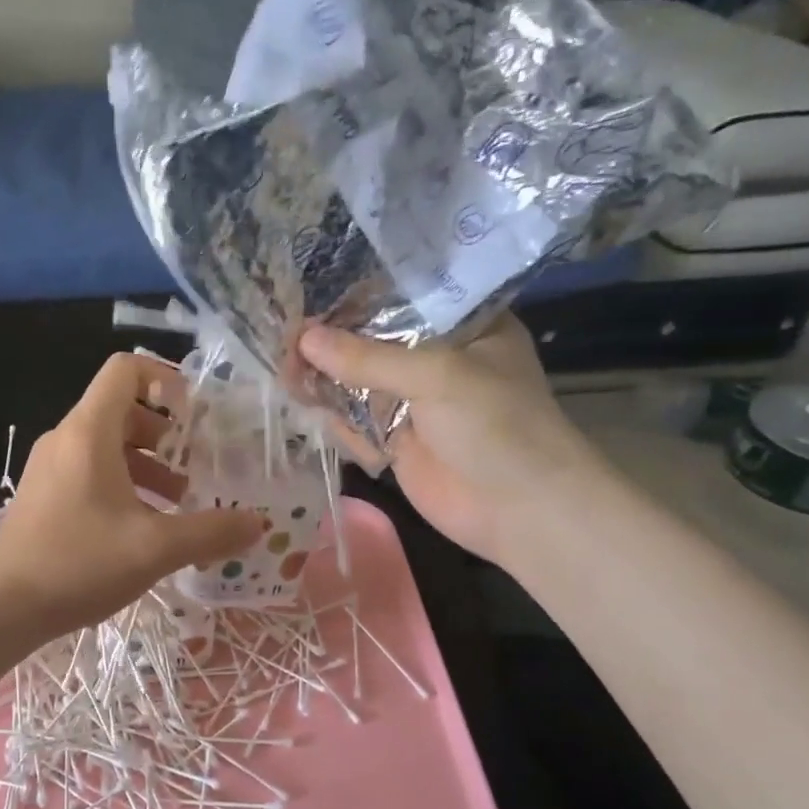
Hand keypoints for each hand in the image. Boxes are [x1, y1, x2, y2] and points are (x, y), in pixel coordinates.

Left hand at [0, 353, 262, 650]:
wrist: (3, 608)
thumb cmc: (79, 563)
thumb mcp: (155, 548)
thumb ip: (211, 533)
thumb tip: (258, 524)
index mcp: (88, 432)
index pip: (125, 370)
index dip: (165, 378)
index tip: (195, 415)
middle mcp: (66, 438)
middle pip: (121, 408)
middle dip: (165, 431)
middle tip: (196, 462)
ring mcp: (50, 467)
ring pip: (107, 444)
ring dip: (147, 462)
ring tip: (179, 499)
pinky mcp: (45, 494)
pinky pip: (90, 470)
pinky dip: (124, 482)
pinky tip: (144, 524)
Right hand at [298, 317, 608, 562]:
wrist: (521, 512)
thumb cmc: (496, 425)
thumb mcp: (436, 375)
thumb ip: (367, 358)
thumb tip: (303, 338)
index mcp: (464, 326)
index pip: (402, 299)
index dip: (356, 298)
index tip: (310, 296)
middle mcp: (438, 358)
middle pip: (372, 344)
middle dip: (331, 344)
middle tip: (288, 342)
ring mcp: (416, 403)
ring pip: (358, 384)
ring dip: (325, 381)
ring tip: (287, 375)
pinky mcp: (398, 442)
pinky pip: (356, 422)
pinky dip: (335, 418)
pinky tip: (311, 409)